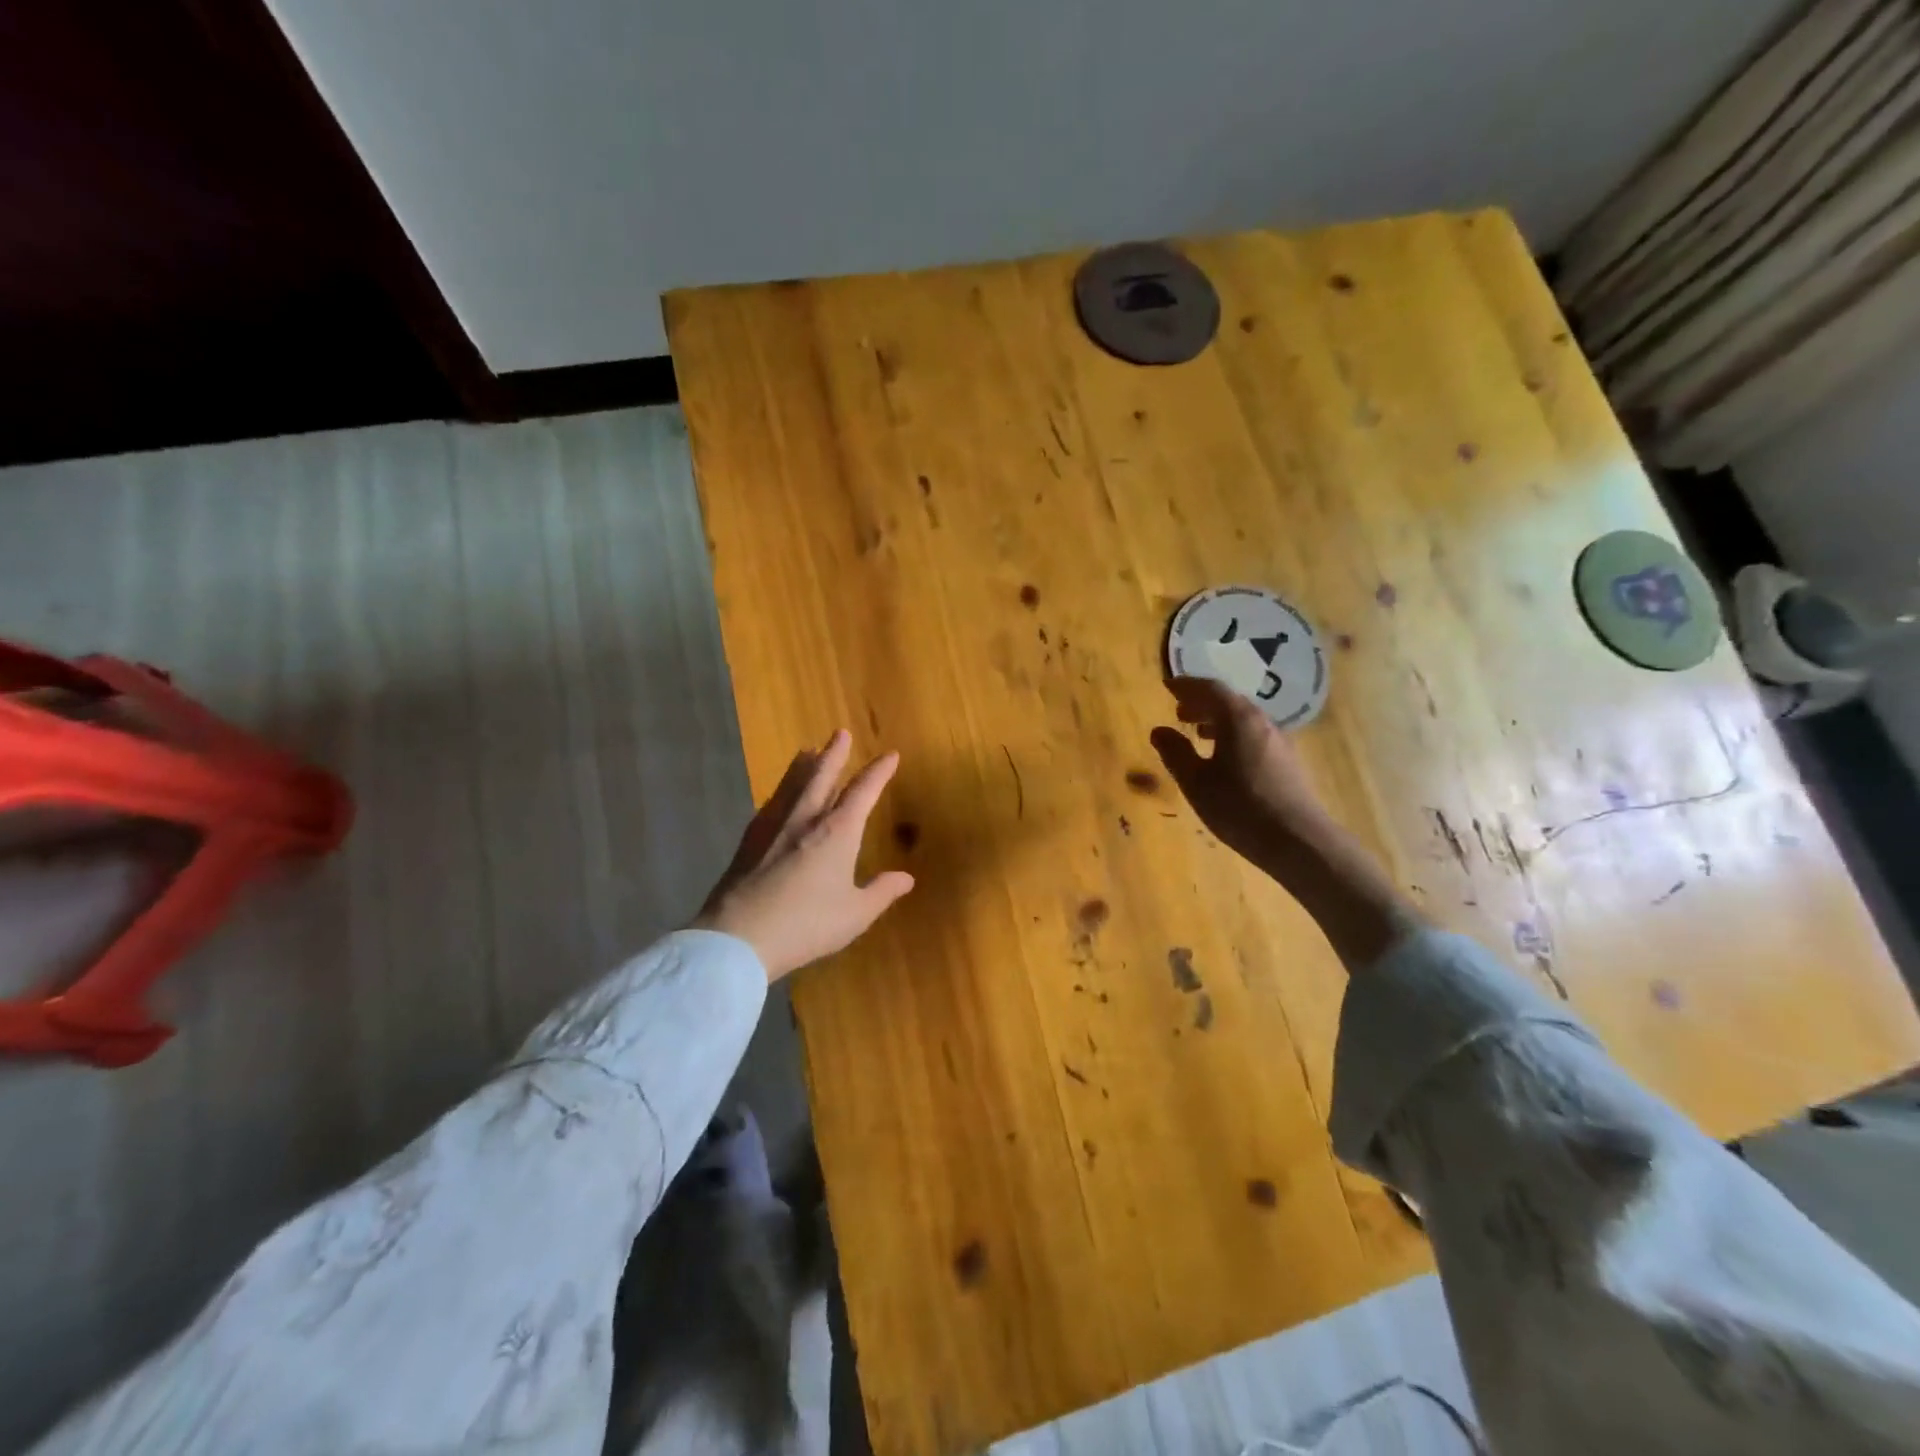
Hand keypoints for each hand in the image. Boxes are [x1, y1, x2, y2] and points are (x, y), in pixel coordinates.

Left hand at [695, 730, 913, 980]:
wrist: (739, 937)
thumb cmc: (807, 924)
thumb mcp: (854, 914)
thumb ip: (881, 892)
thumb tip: (906, 878)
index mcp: (837, 832)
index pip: (862, 792)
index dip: (878, 772)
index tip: (890, 755)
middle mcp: (805, 819)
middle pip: (821, 777)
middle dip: (834, 754)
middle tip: (840, 732)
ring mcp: (773, 828)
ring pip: (792, 785)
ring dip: (803, 766)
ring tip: (807, 750)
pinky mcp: (749, 842)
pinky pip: (771, 805)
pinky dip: (780, 792)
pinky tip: (777, 796)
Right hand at [1148, 676, 1329, 870]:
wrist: (1297, 840)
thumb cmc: (1239, 807)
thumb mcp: (1196, 782)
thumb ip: (1175, 753)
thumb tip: (1159, 730)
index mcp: (1238, 718)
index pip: (1210, 688)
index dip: (1186, 685)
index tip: (1167, 686)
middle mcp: (1261, 721)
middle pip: (1229, 701)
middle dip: (1202, 702)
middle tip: (1179, 710)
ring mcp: (1279, 741)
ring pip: (1244, 719)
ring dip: (1218, 720)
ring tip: (1198, 733)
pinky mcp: (1287, 761)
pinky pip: (1254, 735)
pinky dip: (1233, 735)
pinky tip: (1225, 758)